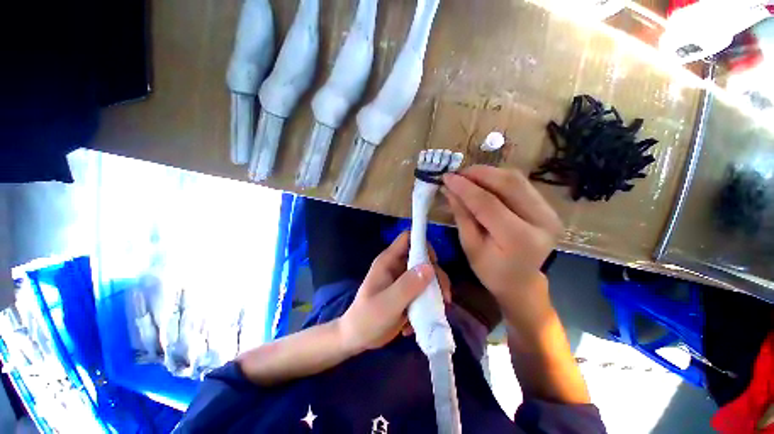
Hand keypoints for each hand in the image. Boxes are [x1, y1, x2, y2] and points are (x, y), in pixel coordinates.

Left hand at [339, 232, 450, 351]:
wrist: (356, 338)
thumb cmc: (366, 318)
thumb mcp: (387, 304)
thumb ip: (407, 286)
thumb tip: (430, 268)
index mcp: (389, 261)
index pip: (408, 238)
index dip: (423, 244)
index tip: (434, 264)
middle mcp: (397, 266)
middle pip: (423, 258)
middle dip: (436, 275)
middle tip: (443, 297)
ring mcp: (403, 280)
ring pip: (427, 276)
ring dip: (435, 293)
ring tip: (436, 312)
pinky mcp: (407, 293)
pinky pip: (424, 292)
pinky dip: (427, 305)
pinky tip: (416, 322)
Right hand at [442, 165, 562, 330]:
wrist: (522, 282)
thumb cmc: (492, 271)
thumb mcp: (470, 246)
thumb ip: (462, 215)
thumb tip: (449, 189)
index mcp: (519, 238)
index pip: (488, 203)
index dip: (464, 187)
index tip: (446, 177)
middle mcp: (542, 221)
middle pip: (508, 183)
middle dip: (478, 174)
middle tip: (457, 174)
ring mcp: (549, 211)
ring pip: (516, 179)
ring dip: (488, 173)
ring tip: (467, 177)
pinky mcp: (548, 207)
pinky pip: (521, 184)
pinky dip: (499, 178)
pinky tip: (483, 182)